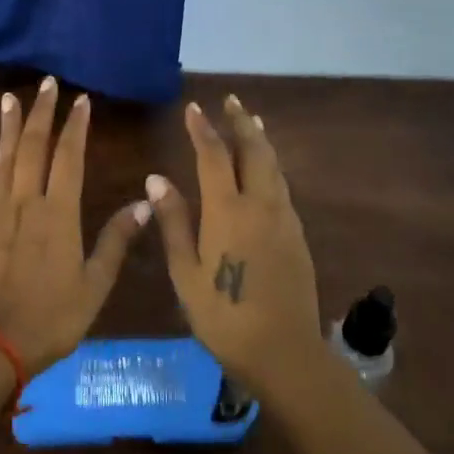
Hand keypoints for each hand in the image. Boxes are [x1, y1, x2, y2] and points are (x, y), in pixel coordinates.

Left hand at [0, 78, 150, 376]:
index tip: (81, 100)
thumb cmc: (51, 318)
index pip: (69, 157)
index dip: (76, 126)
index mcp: (59, 213)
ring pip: (3, 158)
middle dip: (42, 112)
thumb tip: (145, 202)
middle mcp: (26, 201)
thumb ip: (117, 241)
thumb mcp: (95, 286)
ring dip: (8, 125)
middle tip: (47, 83)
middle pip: (33, 146)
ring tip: (11, 98)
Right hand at [147, 96, 323, 392]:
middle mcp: (259, 204)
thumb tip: (156, 178)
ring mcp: (283, 219)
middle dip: (241, 122)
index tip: (194, 107)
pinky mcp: (297, 235)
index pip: (213, 156)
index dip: (202, 129)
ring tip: (252, 122)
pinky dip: (271, 165)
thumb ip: (173, 222)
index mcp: (228, 211)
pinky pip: (281, 186)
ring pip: (273, 166)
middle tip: (232, 100)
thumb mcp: (186, 273)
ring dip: (260, 140)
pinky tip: (266, 170)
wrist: (285, 353)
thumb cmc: (225, 317)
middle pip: (253, 150)